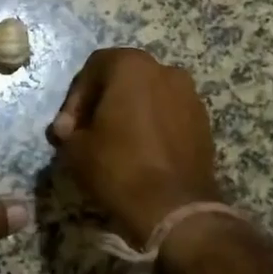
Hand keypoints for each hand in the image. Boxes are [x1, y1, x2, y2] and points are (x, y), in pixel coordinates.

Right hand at [47, 47, 222, 248]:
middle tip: (87, 134)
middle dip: (103, 104)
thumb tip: (70, 130)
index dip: (75, 99)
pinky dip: (152, 127)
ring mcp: (190, 95)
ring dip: (129, 114)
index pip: (93, 68)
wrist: (175, 208)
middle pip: (124, 79)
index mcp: (132, 66)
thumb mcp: (76, 149)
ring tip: (115, 145)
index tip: (68, 129)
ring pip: (149, 97)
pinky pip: (169, 116)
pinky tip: (142, 154)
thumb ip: (69, 131)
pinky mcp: (204, 122)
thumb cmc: (119, 167)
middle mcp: (165, 70)